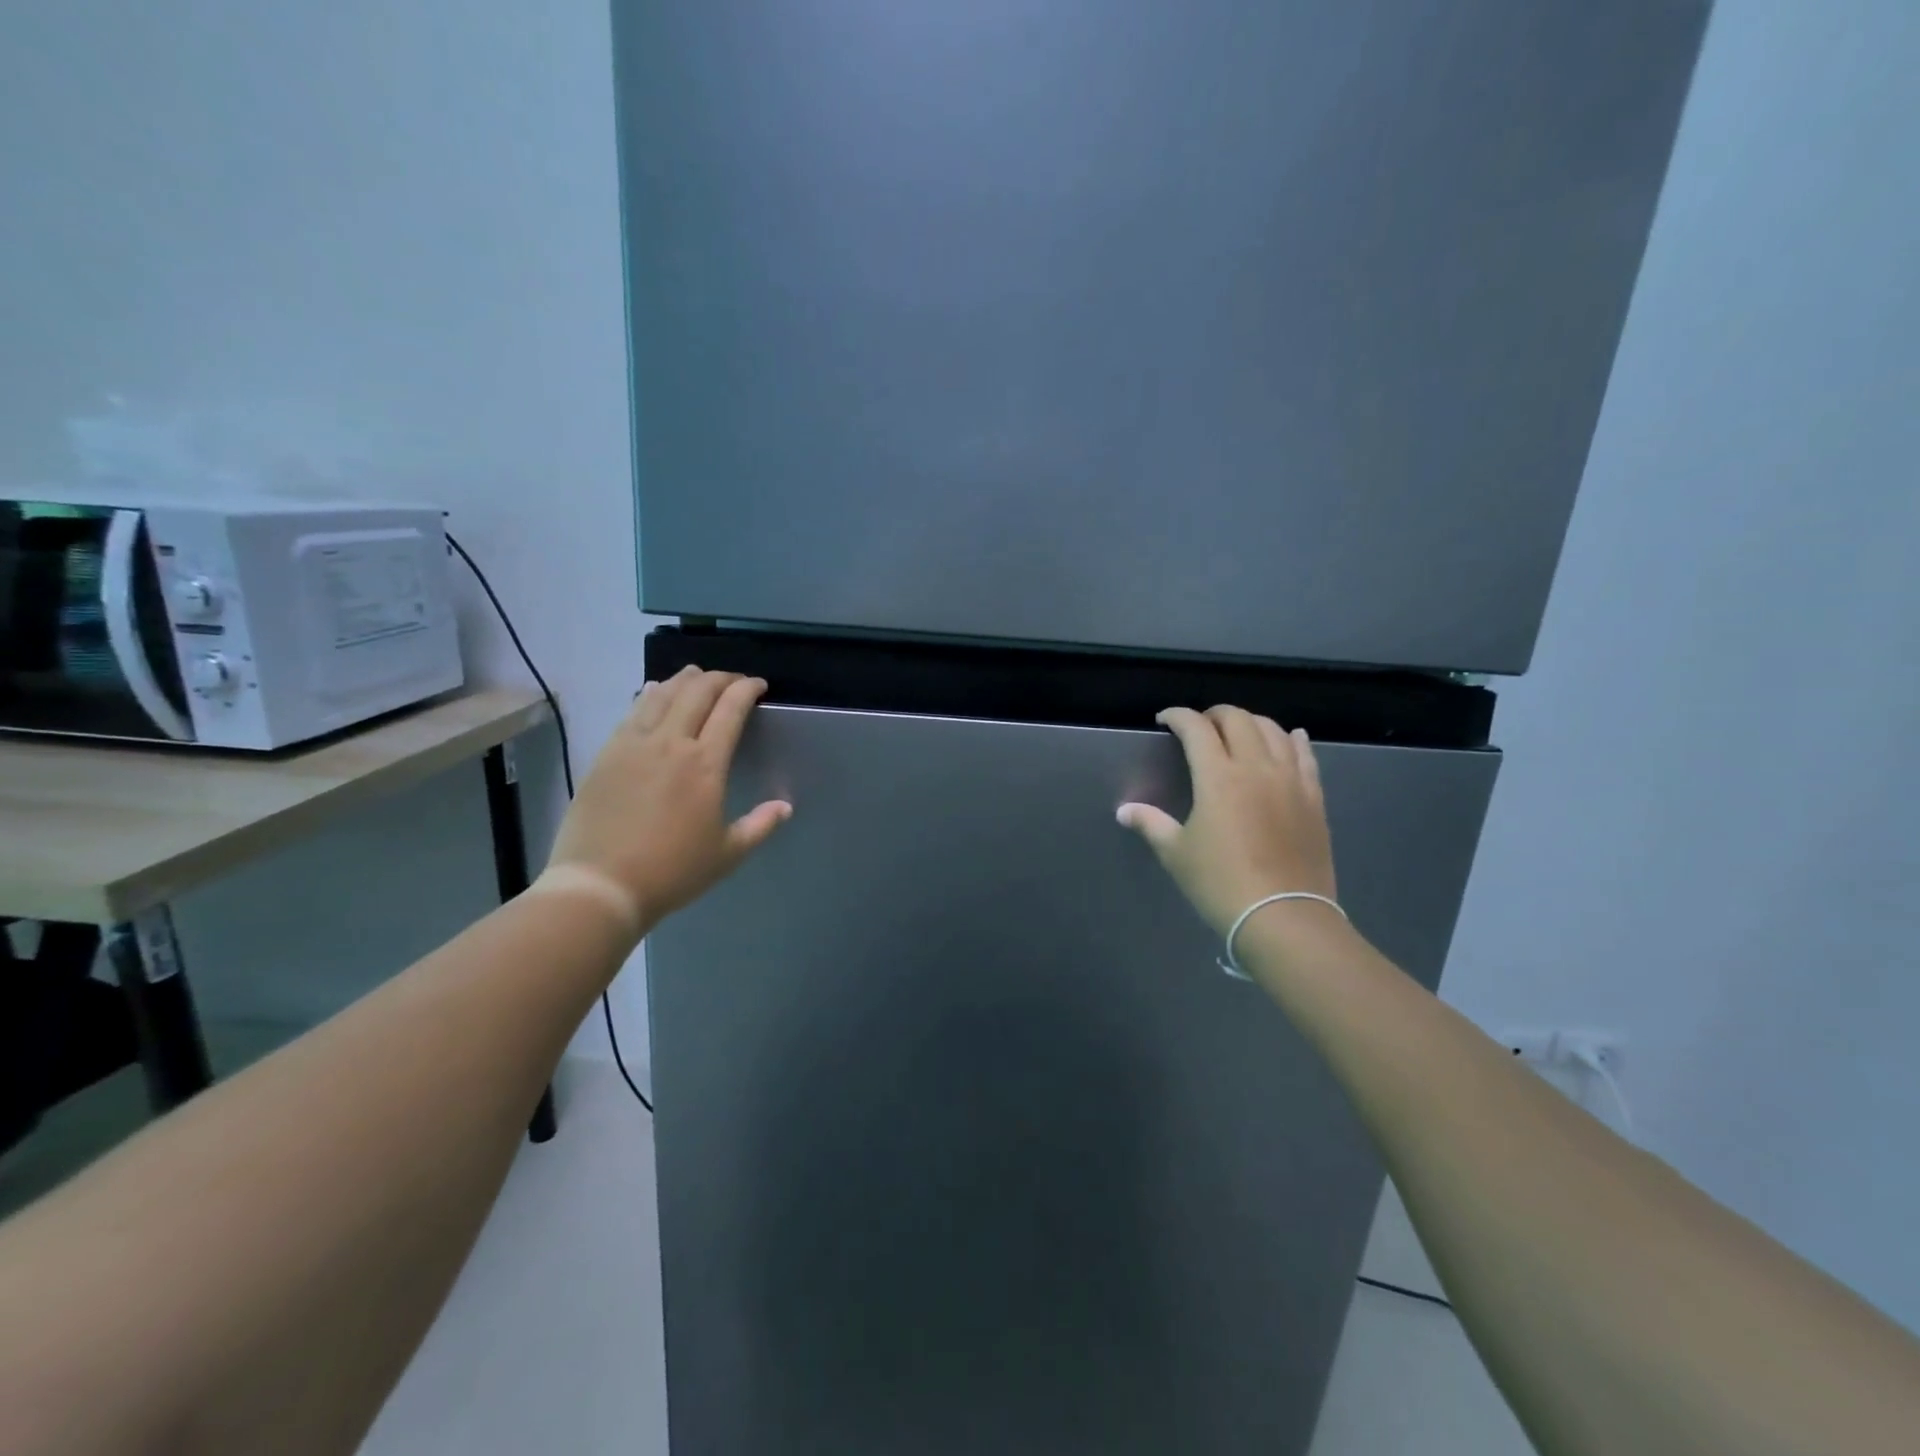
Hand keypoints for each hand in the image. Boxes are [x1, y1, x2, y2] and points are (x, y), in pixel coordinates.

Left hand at [541, 667, 790, 932]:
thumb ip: (759, 826)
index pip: (730, 709)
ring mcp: (634, 744)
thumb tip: (785, 806)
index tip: (758, 686)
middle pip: (697, 692)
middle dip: (720, 678)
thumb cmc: (672, 872)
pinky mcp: (606, 753)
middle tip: (733, 681)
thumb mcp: (727, 854)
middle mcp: (671, 743)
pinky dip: (650, 694)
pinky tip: (654, 691)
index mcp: (705, 764)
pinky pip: (632, 711)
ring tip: (697, 676)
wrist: (600, 885)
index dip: (747, 689)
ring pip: (662, 694)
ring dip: (684, 679)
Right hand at [1117, 706, 1336, 937]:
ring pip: (1273, 730)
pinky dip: (1294, 740)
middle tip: (1199, 726)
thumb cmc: (1221, 883)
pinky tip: (1291, 737)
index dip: (1177, 716)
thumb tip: (1124, 811)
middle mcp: (1256, 767)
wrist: (1284, 917)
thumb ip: (1151, 824)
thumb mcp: (1176, 854)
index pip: (1196, 728)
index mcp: (1218, 777)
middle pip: (1237, 719)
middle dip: (1213, 714)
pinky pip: (1306, 755)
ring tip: (1238, 732)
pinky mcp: (1314, 798)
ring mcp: (1290, 780)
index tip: (1164, 720)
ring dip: (1251, 722)